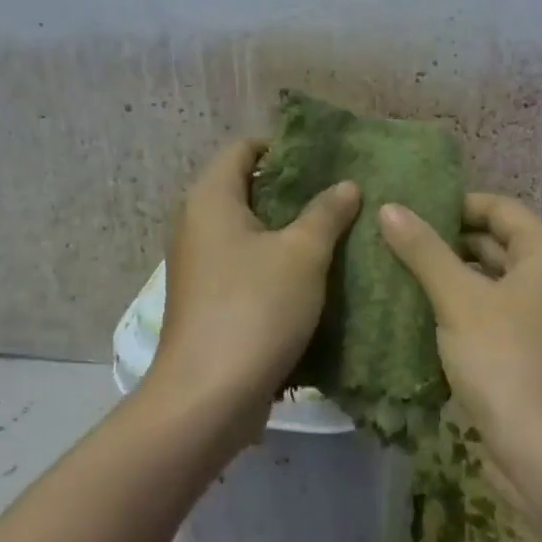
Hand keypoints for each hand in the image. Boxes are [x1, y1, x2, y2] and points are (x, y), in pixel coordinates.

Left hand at [148, 138, 359, 440]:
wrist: (209, 395)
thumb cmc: (255, 308)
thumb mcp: (302, 254)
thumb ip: (326, 213)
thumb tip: (345, 185)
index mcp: (210, 199)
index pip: (242, 148)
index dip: (282, 145)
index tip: (325, 157)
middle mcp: (196, 225)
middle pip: (246, 188)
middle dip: (293, 189)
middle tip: (341, 193)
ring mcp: (200, 266)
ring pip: (249, 231)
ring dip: (288, 229)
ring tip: (337, 230)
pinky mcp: (209, 301)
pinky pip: (246, 265)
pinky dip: (276, 262)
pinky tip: (315, 274)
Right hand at [378, 193, 541, 470]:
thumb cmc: (506, 361)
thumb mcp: (460, 300)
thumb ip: (424, 251)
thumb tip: (389, 208)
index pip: (499, 208)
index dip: (456, 203)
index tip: (409, 209)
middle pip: (493, 242)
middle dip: (445, 240)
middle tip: (392, 237)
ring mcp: (537, 317)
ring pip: (487, 280)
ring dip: (447, 275)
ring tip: (394, 268)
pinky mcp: (522, 348)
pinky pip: (486, 312)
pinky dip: (456, 307)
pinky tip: (415, 310)